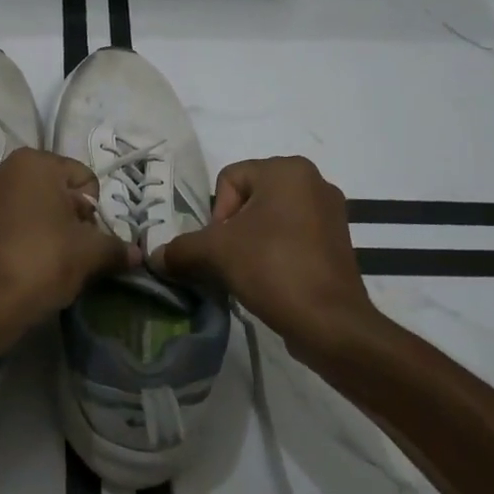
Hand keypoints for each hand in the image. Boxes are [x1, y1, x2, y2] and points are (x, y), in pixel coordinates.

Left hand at [0, 148, 137, 350]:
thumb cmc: (44, 261)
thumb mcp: (90, 253)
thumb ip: (116, 247)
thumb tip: (137, 254)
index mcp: (35, 162)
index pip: (84, 179)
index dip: (93, 210)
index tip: (87, 237)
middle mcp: (5, 166)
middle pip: (56, 188)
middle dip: (70, 215)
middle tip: (73, 248)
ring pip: (32, 202)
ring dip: (47, 222)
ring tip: (51, 254)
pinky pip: (9, 215)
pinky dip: (23, 230)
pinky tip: (28, 256)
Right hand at [153, 156, 373, 356]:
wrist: (331, 323)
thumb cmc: (273, 269)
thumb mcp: (216, 253)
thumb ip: (180, 249)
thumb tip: (154, 257)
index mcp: (287, 169)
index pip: (229, 179)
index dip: (216, 214)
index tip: (223, 246)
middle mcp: (314, 180)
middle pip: (249, 198)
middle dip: (233, 229)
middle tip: (232, 260)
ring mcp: (331, 212)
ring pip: (271, 219)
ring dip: (253, 242)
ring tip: (250, 273)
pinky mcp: (339, 241)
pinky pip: (294, 236)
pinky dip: (277, 253)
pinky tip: (273, 279)